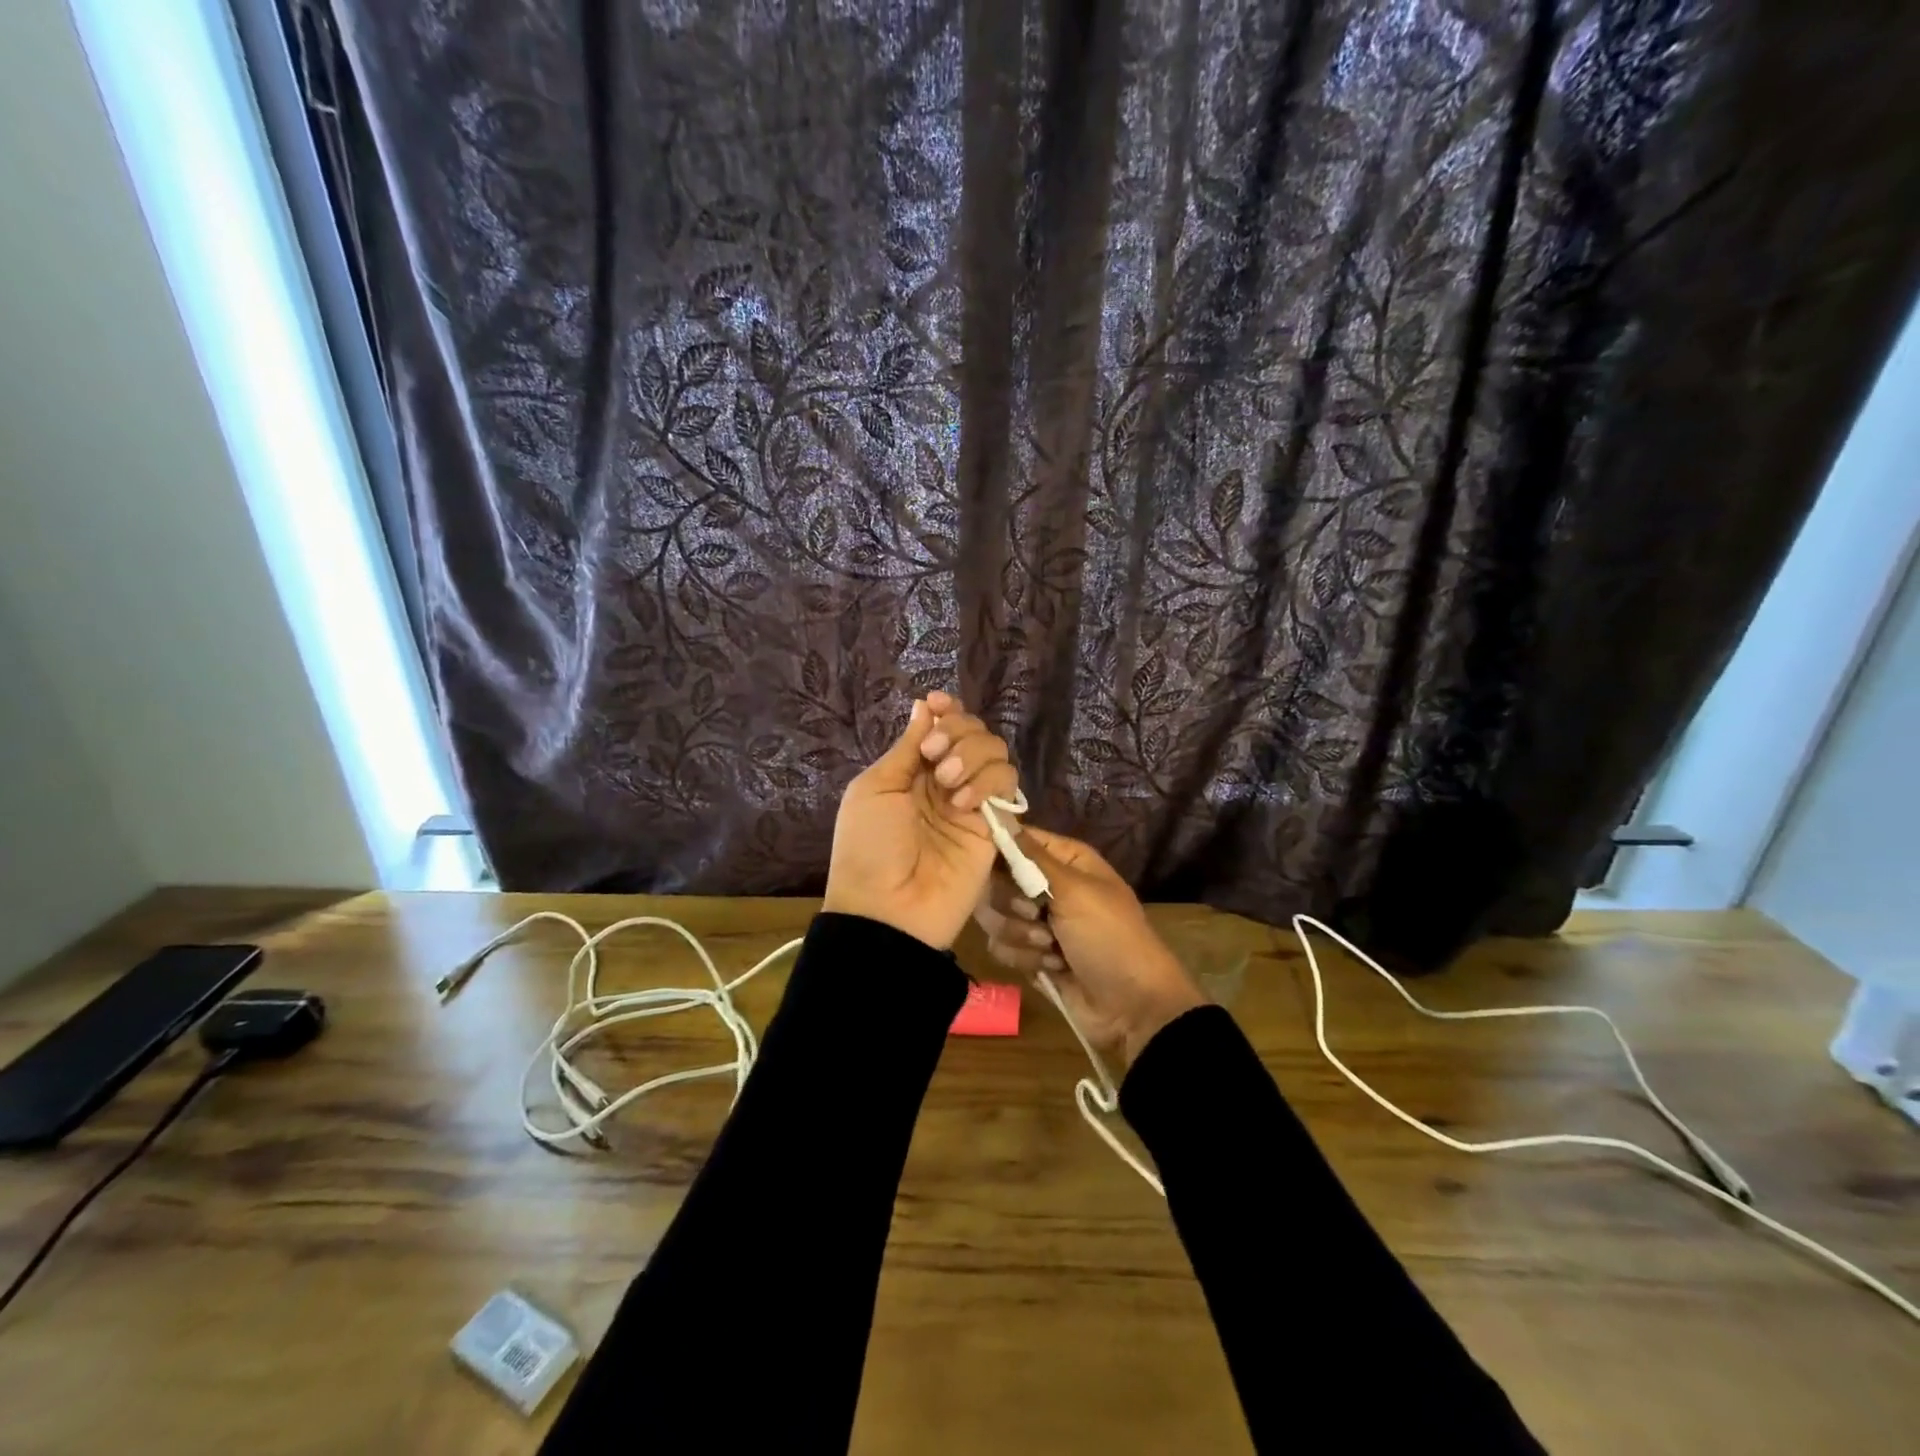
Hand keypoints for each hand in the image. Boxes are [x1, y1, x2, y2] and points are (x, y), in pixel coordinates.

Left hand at [823, 692, 1019, 949]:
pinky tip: (964, 803)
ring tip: (948, 783)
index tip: (939, 705)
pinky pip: (1007, 786)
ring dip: (973, 755)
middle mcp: (946, 781)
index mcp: (912, 770)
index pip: (942, 726)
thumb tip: (924, 707)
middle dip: (957, 731)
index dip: (946, 710)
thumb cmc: (868, 847)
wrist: (888, 909)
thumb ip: (906, 748)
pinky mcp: (995, 826)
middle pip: (973, 732)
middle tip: (934, 754)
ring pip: (996, 753)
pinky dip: (988, 782)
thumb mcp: (875, 788)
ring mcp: (972, 803)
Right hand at [974, 828, 1204, 1063]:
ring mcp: (1036, 921)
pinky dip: (1025, 959)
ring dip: (1021, 935)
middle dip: (1012, 903)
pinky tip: (1052, 967)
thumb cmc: (1108, 935)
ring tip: (1051, 948)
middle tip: (1037, 915)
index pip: (1014, 840)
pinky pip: (1001, 947)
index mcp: (1064, 860)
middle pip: (996, 880)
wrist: (1131, 1006)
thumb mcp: (1074, 889)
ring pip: (995, 916)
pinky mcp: (1029, 954)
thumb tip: (998, 814)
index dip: (999, 852)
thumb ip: (1031, 856)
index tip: (993, 868)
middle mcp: (1047, 885)